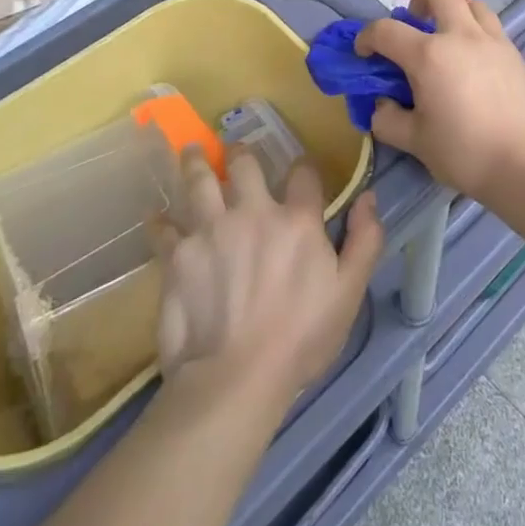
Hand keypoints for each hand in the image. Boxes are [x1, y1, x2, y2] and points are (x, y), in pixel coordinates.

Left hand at [151, 148, 381, 403]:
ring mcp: (210, 230)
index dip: (304, 167)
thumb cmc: (300, 338)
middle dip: (240, 153)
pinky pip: (164, 229)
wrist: (234, 378)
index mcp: (296, 219)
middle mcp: (252, 212)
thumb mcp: (349, 292)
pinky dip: (160, 221)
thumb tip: (369, 197)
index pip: (303, 174)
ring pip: (199, 181)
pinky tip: (156, 216)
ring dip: (196, 163)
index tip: (301, 170)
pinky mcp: (177, 256)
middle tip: (234, 147)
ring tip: (193, 151)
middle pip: (243, 166)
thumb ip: (365, 241)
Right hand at [353, 0, 524, 202]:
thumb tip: (382, 104)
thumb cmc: (464, 152)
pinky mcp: (514, 53)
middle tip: (414, 26)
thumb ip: (388, 119)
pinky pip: (491, 27)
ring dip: (453, 13)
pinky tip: (473, 65)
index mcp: (429, 55)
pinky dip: (476, 34)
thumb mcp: (414, 141)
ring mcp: (492, 40)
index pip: (386, 30)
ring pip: (471, 3)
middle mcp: (461, 35)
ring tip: (448, 43)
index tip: (364, 53)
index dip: (367, 37)